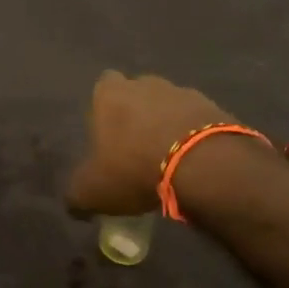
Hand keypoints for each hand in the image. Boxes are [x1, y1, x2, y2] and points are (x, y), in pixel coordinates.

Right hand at [66, 71, 234, 215]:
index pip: (102, 87)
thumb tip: (74, 204)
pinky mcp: (214, 108)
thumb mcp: (92, 192)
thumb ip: (77, 194)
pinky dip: (196, 137)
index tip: (108, 136)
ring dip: (168, 126)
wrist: (203, 166)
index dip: (104, 109)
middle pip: (138, 94)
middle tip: (138, 150)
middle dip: (138, 116)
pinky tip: (196, 163)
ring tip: (171, 160)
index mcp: (110, 94)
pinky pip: (198, 121)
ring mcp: (183, 92)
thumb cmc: (135, 169)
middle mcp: (145, 83)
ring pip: (170, 106)